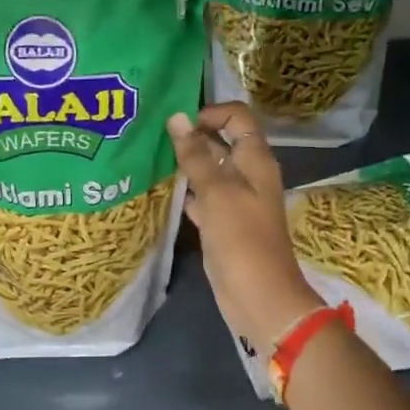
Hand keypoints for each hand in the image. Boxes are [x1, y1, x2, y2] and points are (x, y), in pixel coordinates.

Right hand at [166, 104, 321, 349]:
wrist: (259, 297)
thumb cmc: (242, 238)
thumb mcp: (217, 192)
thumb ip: (195, 155)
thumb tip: (177, 117)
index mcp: (256, 159)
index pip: (237, 117)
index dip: (210, 113)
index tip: (179, 123)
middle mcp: (248, 174)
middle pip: (221, 142)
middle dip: (191, 136)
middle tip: (152, 136)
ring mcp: (236, 200)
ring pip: (210, 171)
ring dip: (185, 164)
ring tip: (150, 158)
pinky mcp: (223, 223)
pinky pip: (203, 198)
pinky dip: (186, 192)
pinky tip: (162, 191)